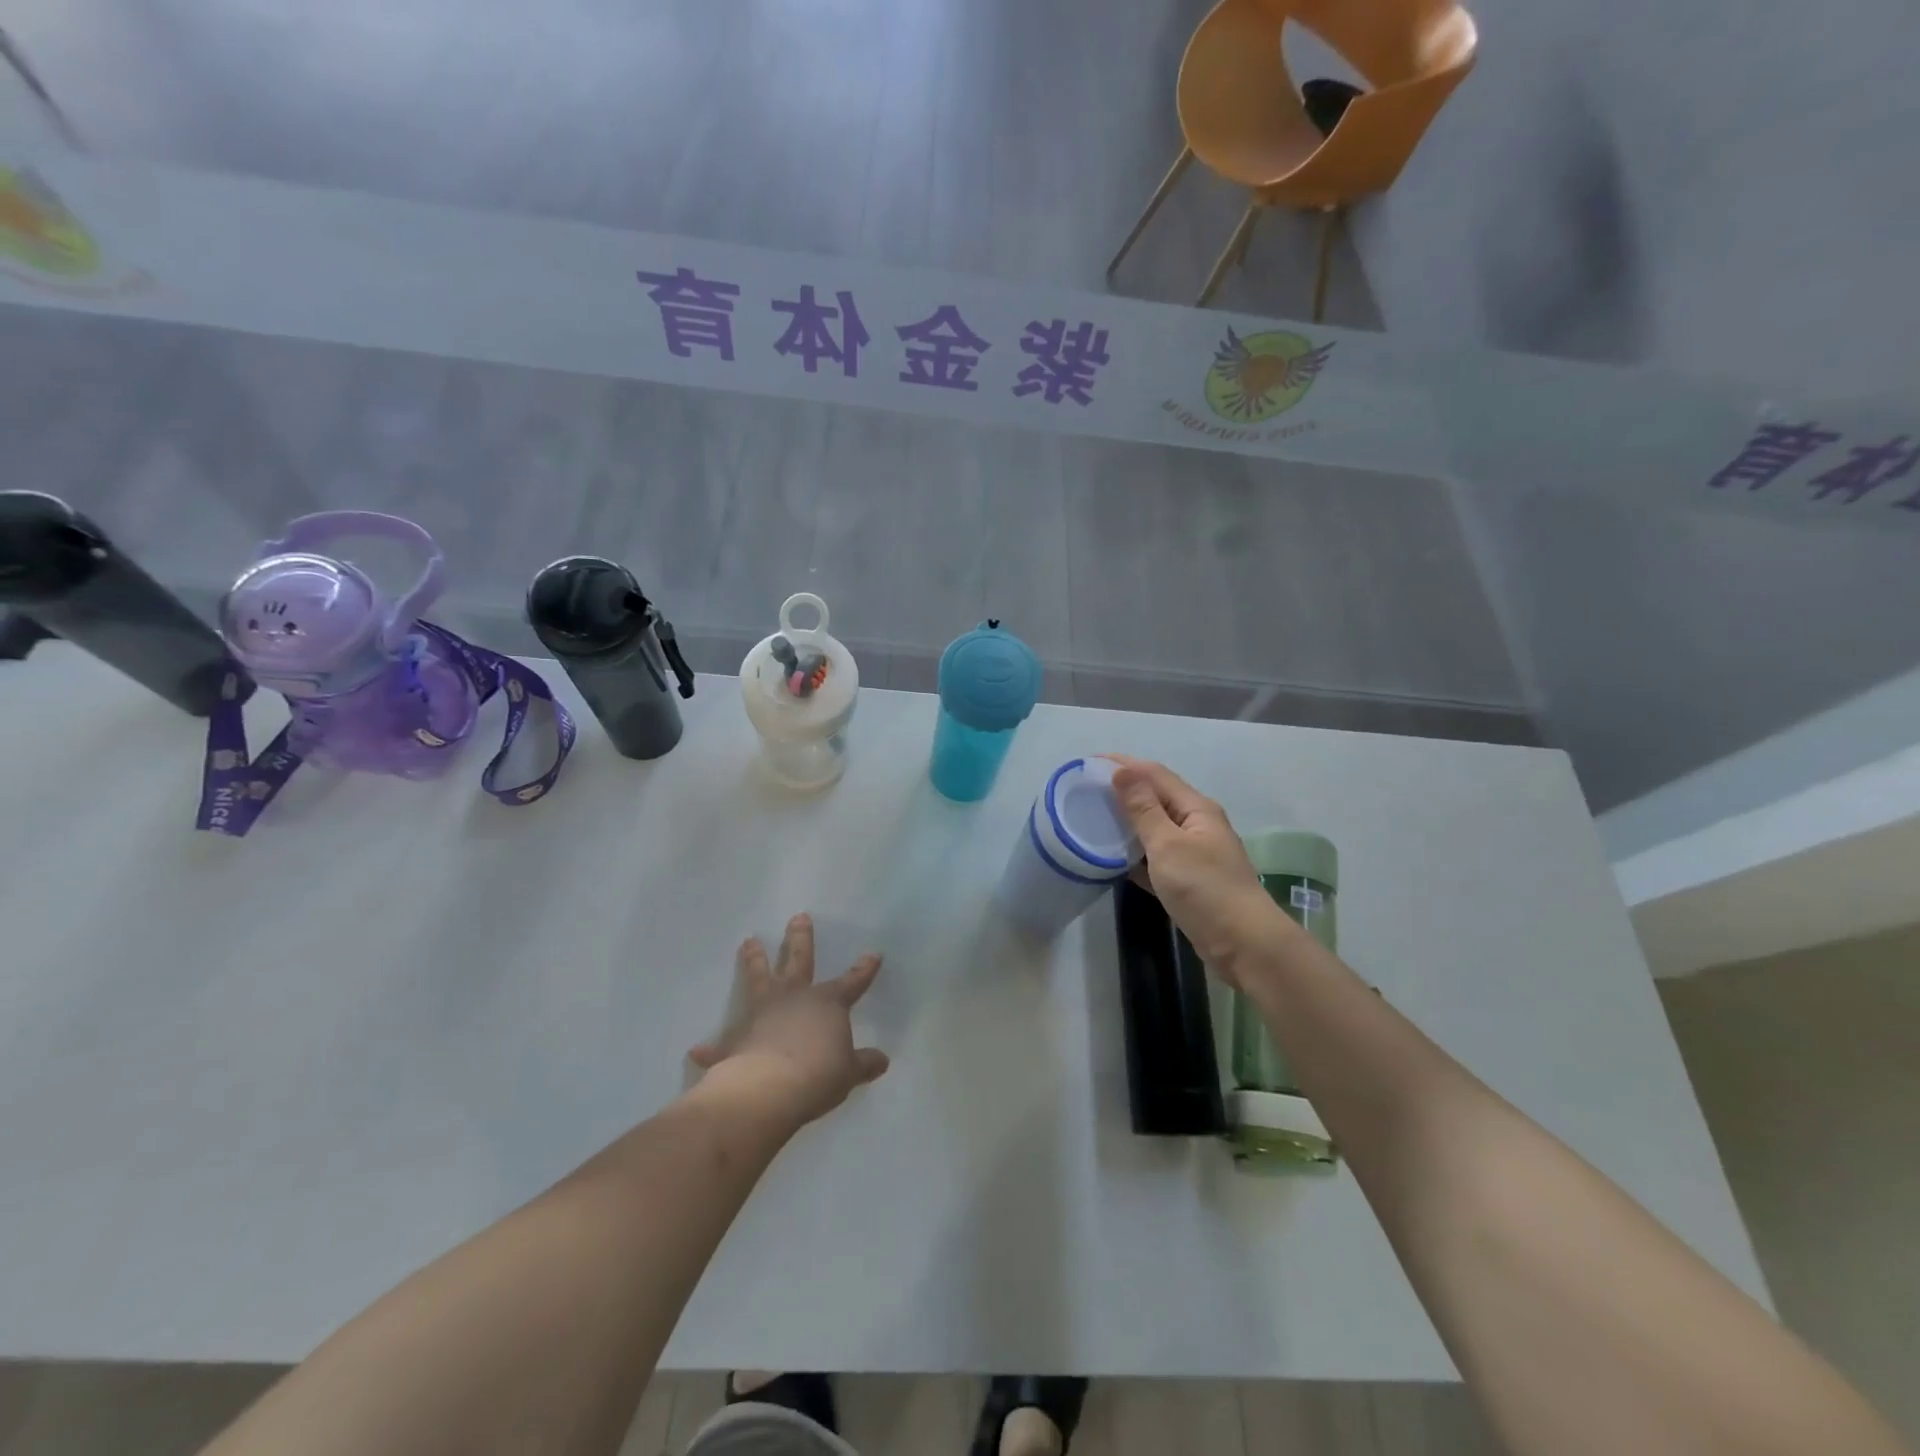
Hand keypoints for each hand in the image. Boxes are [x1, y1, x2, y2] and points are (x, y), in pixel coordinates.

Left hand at [688, 914, 889, 1131]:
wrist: (769, 1089)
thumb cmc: (818, 1075)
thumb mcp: (849, 1073)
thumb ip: (863, 1064)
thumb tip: (882, 1060)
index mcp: (826, 1004)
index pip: (851, 982)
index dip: (863, 970)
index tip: (873, 953)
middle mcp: (793, 999)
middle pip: (798, 961)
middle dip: (799, 939)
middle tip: (798, 916)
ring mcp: (762, 1014)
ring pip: (758, 979)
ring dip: (754, 960)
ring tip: (748, 942)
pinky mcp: (736, 1040)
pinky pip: (722, 1043)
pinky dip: (711, 1048)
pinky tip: (697, 1050)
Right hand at [1110, 757, 1288, 984]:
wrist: (1243, 944)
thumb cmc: (1205, 888)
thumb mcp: (1168, 845)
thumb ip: (1144, 809)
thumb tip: (1123, 771)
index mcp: (1196, 809)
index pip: (1155, 775)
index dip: (1124, 765)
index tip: (1089, 763)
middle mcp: (1198, 825)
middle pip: (1156, 798)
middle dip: (1124, 790)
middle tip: (1086, 791)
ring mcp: (1195, 854)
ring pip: (1155, 829)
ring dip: (1127, 822)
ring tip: (1094, 820)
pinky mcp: (1189, 881)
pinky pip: (1156, 858)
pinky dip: (1135, 854)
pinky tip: (1114, 859)